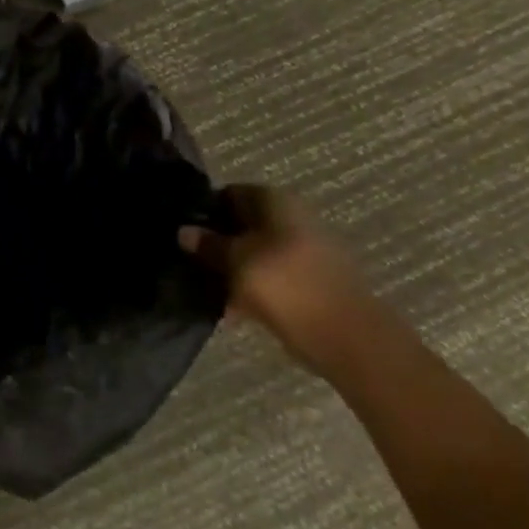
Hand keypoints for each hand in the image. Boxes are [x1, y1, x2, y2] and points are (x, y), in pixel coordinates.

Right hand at [179, 186, 376, 361]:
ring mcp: (302, 249)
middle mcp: (291, 217)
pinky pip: (269, 275)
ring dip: (231, 267)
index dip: (204, 210)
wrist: (345, 335)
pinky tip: (229, 306)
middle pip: (242, 223)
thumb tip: (183, 231)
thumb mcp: (236, 261)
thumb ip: (208, 244)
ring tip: (204, 286)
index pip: (229, 193)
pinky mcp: (307, 280)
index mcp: (276, 201)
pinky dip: (250, 286)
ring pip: (254, 251)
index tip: (183, 232)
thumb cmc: (284, 285)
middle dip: (216, 241)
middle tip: (188, 261)